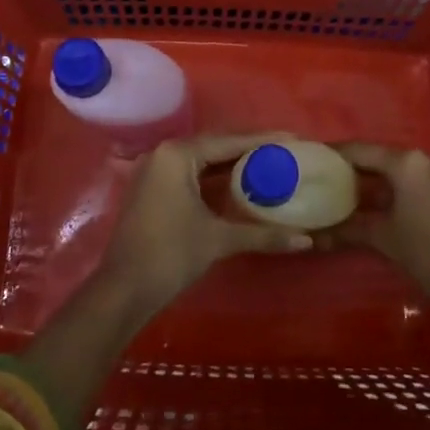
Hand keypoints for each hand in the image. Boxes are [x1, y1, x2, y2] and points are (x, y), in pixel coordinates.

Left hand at [98, 135, 313, 317]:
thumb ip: (262, 234)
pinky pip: (190, 174)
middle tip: (282, 151)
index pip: (228, 141)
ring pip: (201, 161)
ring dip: (231, 164)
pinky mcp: (152, 189)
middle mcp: (163, 154)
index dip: (262, 140)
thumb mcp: (218, 240)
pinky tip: (237, 185)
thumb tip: (305, 240)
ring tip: (266, 164)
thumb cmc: (170, 255)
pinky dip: (213, 178)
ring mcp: (154, 171)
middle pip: (214, 146)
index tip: (291, 138)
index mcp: (178, 154)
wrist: (123, 291)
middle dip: (248, 150)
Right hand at [318, 143, 429, 328]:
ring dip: (377, 179)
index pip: (362, 150)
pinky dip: (397, 187)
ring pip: (401, 169)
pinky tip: (381, 202)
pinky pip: (416, 179)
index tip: (314, 158)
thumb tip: (315, 235)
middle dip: (356, 168)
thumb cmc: (428, 255)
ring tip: (349, 191)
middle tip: (328, 177)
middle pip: (382, 157)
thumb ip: (349, 229)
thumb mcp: (384, 239)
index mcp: (407, 163)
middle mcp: (426, 158)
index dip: (336, 154)